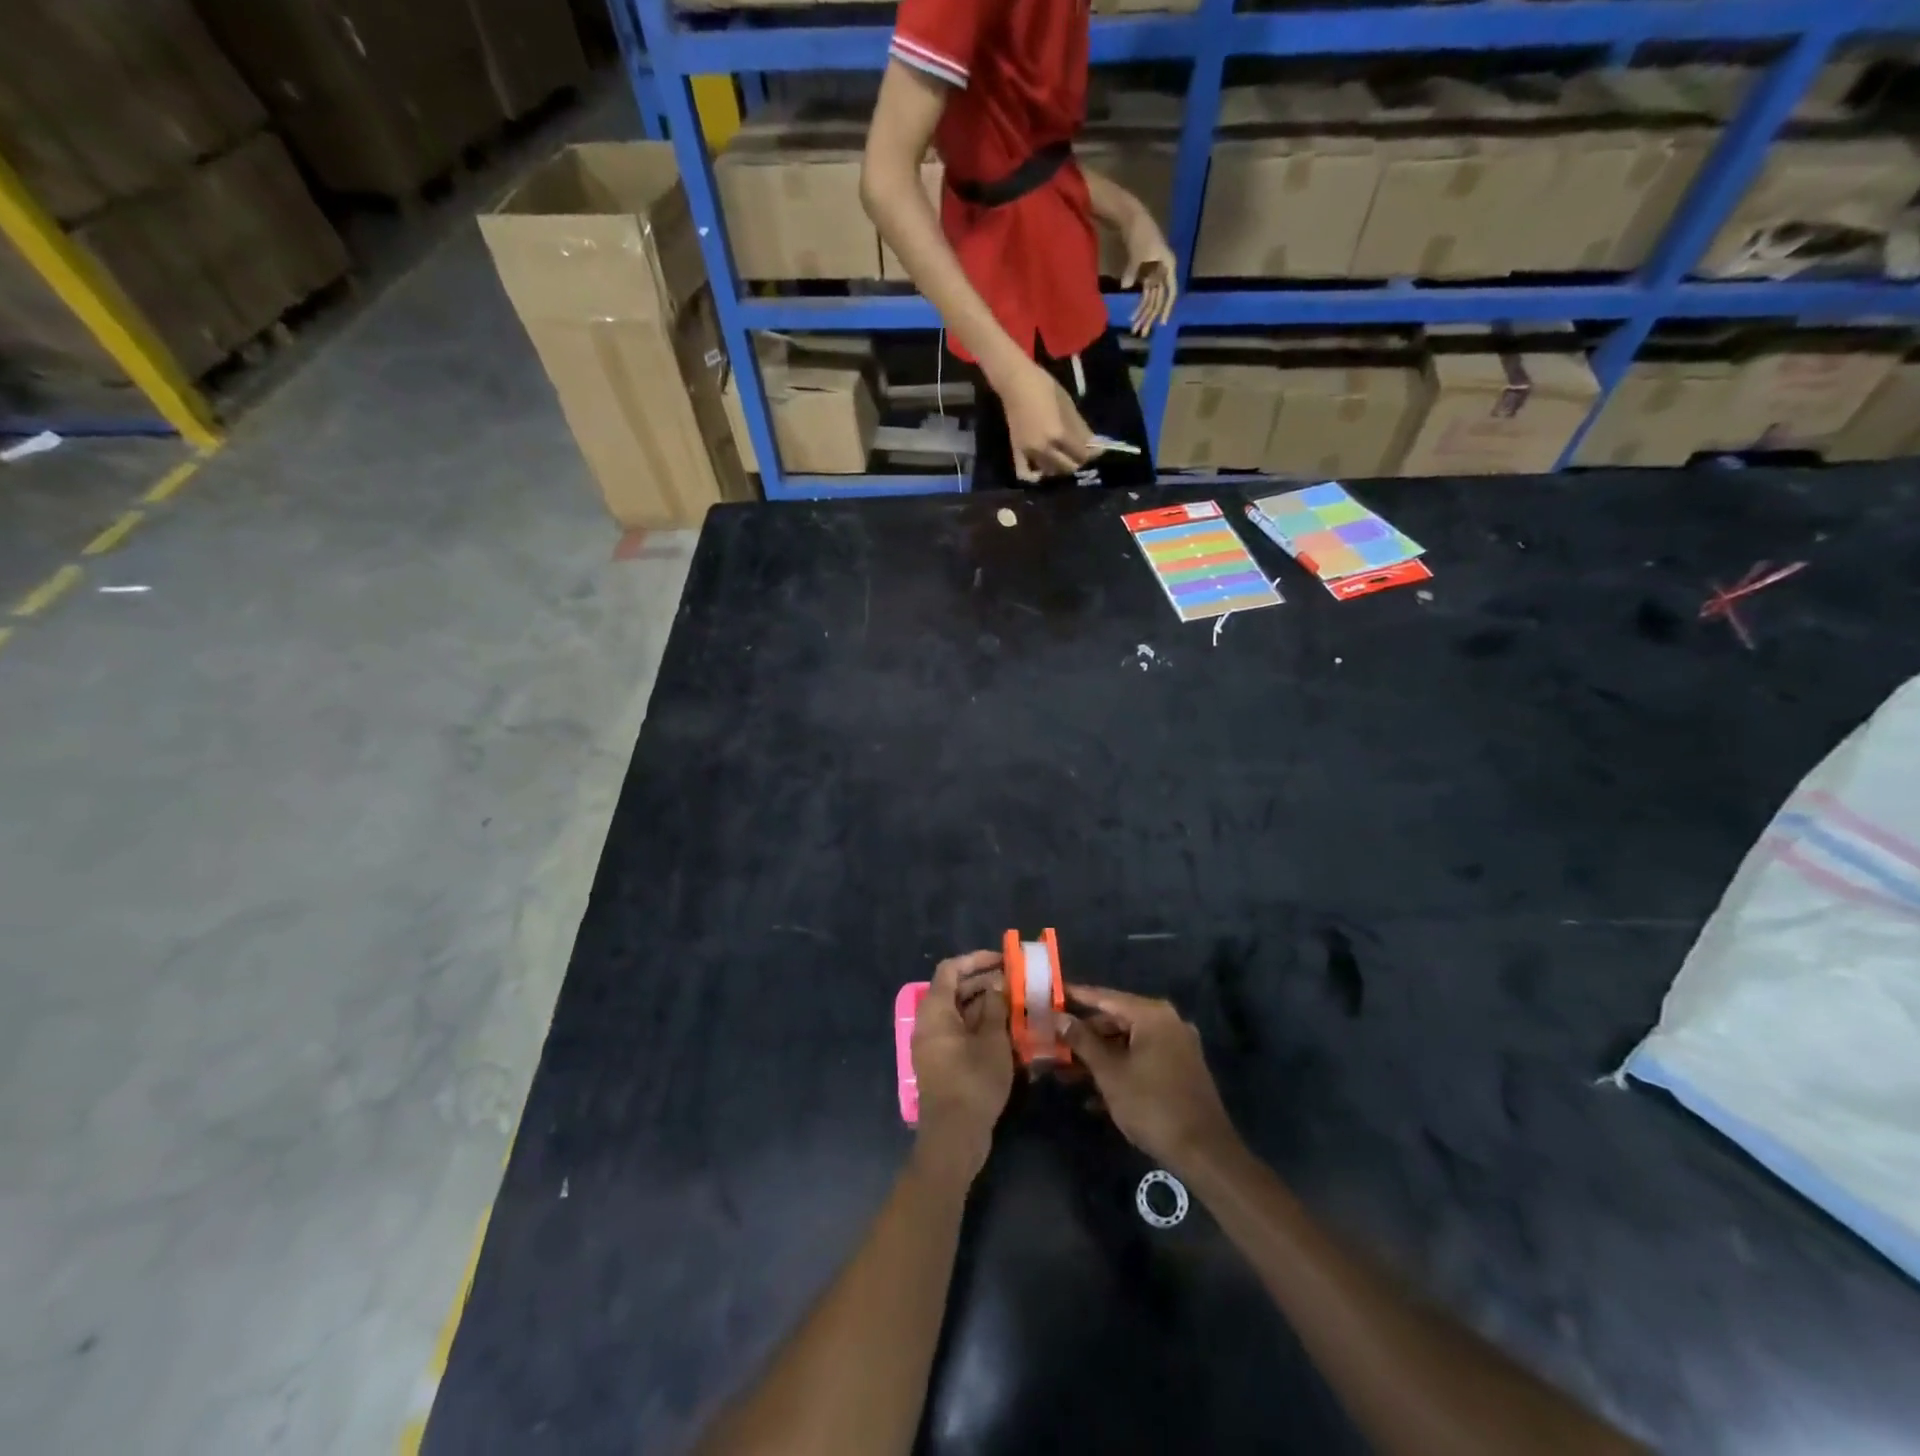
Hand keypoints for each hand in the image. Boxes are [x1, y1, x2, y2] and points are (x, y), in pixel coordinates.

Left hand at [911, 951, 1013, 1181]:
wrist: (954, 1137)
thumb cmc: (973, 1082)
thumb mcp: (993, 1041)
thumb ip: (996, 1007)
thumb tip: (998, 984)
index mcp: (935, 1011)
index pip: (950, 969)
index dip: (976, 960)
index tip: (1002, 960)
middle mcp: (928, 1023)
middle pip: (954, 990)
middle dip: (985, 983)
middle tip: (1016, 982)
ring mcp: (933, 1044)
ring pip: (959, 1013)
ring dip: (986, 1006)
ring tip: (1016, 1004)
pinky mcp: (942, 1063)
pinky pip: (959, 1033)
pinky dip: (980, 1026)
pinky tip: (1006, 1031)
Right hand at [1000, 360, 1093, 480]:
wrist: (1015, 383)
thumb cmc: (1044, 387)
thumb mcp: (1068, 404)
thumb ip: (1080, 428)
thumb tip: (1094, 444)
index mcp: (1058, 434)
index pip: (1081, 455)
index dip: (1092, 454)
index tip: (1098, 450)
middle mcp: (1044, 449)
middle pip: (1067, 467)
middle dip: (1078, 462)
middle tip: (1082, 454)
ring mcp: (1029, 452)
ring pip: (1051, 472)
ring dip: (1061, 468)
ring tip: (1066, 458)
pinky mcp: (1018, 452)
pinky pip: (1026, 473)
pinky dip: (1036, 475)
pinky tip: (1044, 471)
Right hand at [1059, 985, 1236, 1172]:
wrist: (1204, 1153)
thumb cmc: (1152, 1105)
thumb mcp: (1110, 1073)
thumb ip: (1082, 1041)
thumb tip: (1059, 1017)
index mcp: (1152, 1015)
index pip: (1105, 997)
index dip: (1076, 996)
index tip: (1051, 994)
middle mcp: (1167, 1022)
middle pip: (1117, 1020)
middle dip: (1085, 1035)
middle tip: (1054, 1042)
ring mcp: (1177, 1046)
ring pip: (1128, 1043)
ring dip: (1098, 1057)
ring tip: (1066, 1073)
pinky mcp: (1180, 1069)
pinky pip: (1142, 1059)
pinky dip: (1119, 1070)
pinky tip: (1093, 1096)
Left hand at [1120, 213, 1176, 335]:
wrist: (1133, 220)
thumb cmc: (1140, 234)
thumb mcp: (1137, 253)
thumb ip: (1133, 271)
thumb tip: (1125, 287)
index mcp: (1168, 266)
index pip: (1169, 292)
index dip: (1166, 308)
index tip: (1161, 323)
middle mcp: (1164, 273)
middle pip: (1158, 300)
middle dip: (1150, 317)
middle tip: (1142, 333)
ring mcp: (1155, 275)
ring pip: (1151, 300)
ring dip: (1144, 315)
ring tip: (1136, 330)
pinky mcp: (1146, 276)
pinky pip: (1144, 295)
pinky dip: (1139, 306)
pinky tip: (1132, 317)